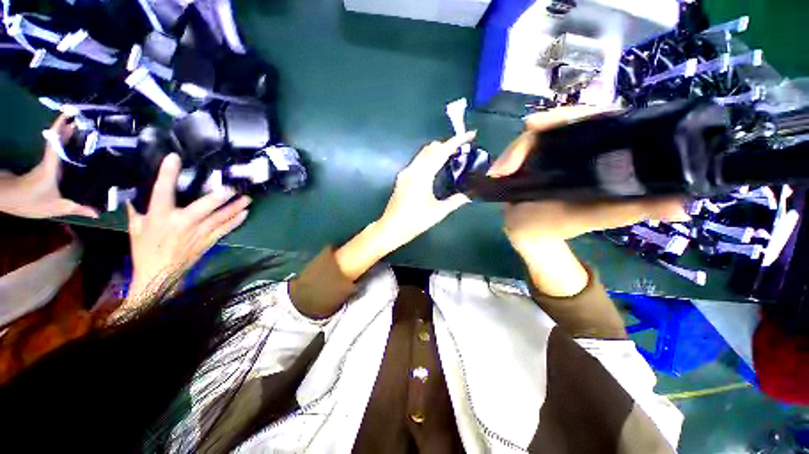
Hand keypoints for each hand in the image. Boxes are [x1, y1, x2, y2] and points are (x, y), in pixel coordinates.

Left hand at [0, 115, 97, 218]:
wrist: (10, 200)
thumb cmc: (31, 200)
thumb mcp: (56, 207)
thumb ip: (76, 208)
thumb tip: (97, 213)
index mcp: (52, 164)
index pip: (56, 141)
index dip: (61, 126)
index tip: (70, 114)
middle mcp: (50, 160)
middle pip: (59, 140)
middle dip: (69, 129)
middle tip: (85, 122)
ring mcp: (48, 163)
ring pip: (58, 146)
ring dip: (68, 138)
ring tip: (83, 133)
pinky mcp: (47, 168)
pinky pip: (58, 154)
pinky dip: (65, 148)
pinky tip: (75, 150)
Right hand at [126, 153, 250, 298]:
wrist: (159, 275)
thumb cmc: (145, 250)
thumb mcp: (136, 227)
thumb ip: (137, 209)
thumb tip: (133, 193)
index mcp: (160, 217)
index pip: (163, 191)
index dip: (168, 174)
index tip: (174, 158)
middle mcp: (183, 223)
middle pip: (204, 207)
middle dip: (219, 197)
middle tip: (233, 187)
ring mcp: (199, 233)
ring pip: (220, 218)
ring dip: (235, 208)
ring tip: (248, 199)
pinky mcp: (209, 241)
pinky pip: (225, 229)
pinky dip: (236, 221)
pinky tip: (246, 214)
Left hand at [333, 132, 475, 281]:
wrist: (391, 228)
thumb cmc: (415, 221)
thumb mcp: (438, 212)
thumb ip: (455, 201)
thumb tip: (470, 194)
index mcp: (422, 176)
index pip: (441, 152)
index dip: (456, 141)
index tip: (470, 134)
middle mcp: (412, 169)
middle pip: (431, 149)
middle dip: (447, 144)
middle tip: (463, 148)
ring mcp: (405, 173)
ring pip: (423, 154)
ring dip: (438, 151)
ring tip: (453, 155)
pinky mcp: (402, 177)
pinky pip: (418, 161)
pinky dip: (430, 158)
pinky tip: (437, 166)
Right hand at [489, 106, 688, 250]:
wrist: (524, 232)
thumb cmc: (558, 226)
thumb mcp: (594, 218)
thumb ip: (628, 211)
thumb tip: (682, 206)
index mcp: (599, 156)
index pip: (602, 120)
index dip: (585, 113)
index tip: (567, 117)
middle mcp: (574, 148)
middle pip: (564, 121)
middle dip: (546, 122)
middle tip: (529, 127)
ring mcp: (547, 152)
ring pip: (536, 136)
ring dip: (518, 147)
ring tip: (503, 168)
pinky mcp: (527, 159)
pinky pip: (518, 150)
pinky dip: (508, 157)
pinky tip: (499, 169)